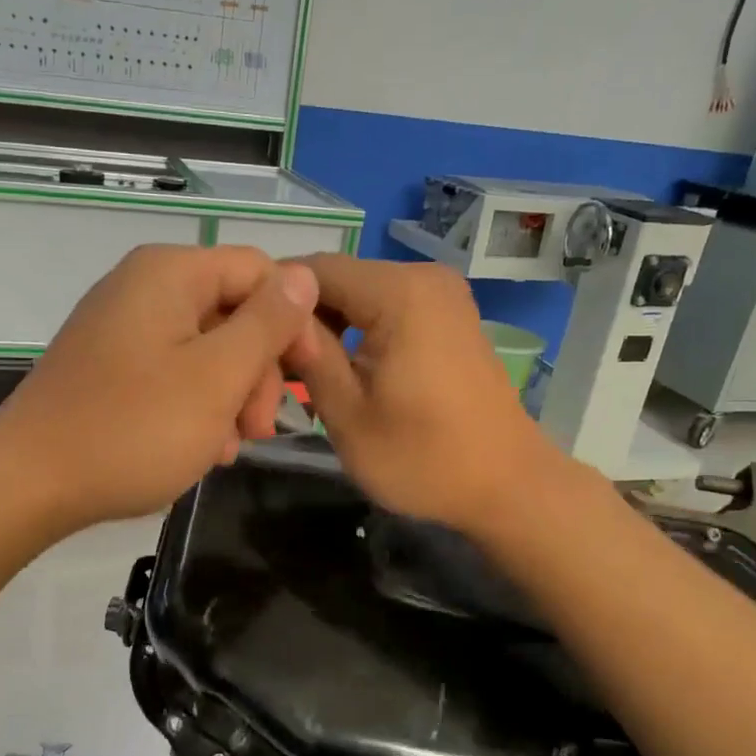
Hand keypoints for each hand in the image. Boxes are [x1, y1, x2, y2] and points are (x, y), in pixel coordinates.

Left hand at [0, 244, 318, 537]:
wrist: (29, 484)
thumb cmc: (132, 429)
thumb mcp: (216, 377)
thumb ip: (267, 323)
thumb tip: (303, 276)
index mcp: (170, 273)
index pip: (260, 272)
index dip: (292, 323)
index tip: (302, 381)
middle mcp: (144, 287)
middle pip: (233, 312)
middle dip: (256, 372)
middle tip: (258, 430)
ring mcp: (122, 327)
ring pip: (206, 349)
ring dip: (229, 397)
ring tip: (226, 448)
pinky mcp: (109, 366)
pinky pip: (172, 372)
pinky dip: (195, 406)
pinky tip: (198, 448)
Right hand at [285, 255, 571, 533]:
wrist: (508, 486)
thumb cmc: (425, 459)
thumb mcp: (349, 416)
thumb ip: (309, 356)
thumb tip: (275, 316)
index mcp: (399, 293)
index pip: (313, 270)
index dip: (272, 300)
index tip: (246, 341)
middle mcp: (423, 278)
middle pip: (338, 279)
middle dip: (301, 317)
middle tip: (273, 367)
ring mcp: (442, 295)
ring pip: (360, 294)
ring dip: (327, 327)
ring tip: (302, 374)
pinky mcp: (449, 316)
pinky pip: (387, 308)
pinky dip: (358, 332)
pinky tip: (342, 370)